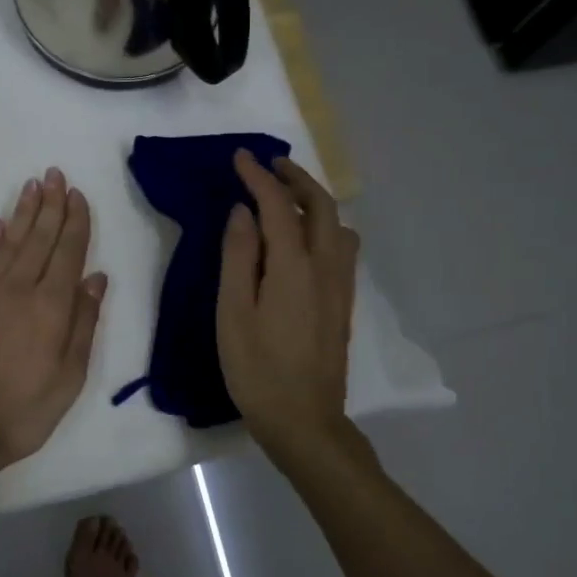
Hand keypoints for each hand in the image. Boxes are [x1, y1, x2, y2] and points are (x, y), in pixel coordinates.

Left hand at [0, 168, 107, 490]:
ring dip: (22, 212)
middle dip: (50, 205)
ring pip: (10, 242)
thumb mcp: (69, 377)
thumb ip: (83, 324)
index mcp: (51, 307)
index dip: (75, 222)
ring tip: (31, 185)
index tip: (78, 195)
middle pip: (39, 238)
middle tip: (54, 173)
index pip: (68, 253)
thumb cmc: (23, 411)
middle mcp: (20, 289)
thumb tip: (96, 278)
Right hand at [218, 150, 358, 461]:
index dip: (259, 177)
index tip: (240, 156)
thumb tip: (242, 212)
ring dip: (315, 199)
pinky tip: (305, 237)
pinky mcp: (343, 302)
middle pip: (321, 206)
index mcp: (294, 267)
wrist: (304, 420)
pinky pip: (342, 246)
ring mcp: (340, 285)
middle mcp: (326, 267)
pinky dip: (325, 224)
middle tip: (268, 164)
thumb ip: (238, 258)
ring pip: (337, 225)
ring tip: (287, 195)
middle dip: (296, 178)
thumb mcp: (233, 313)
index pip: (279, 206)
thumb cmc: (257, 370)